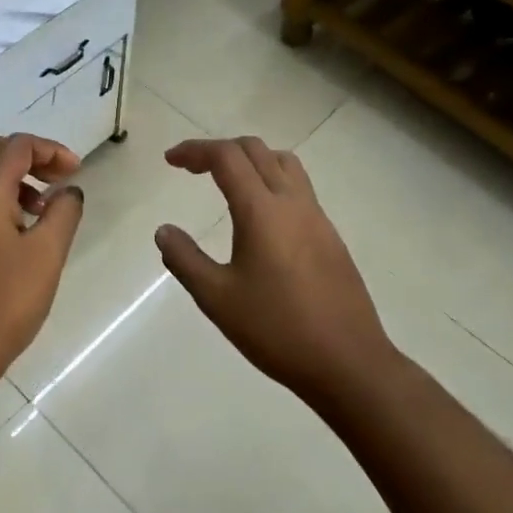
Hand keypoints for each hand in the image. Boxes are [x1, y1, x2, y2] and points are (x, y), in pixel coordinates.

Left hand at [0, 135, 85, 387]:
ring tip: (40, 213)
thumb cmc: (3, 304)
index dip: (51, 150)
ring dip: (11, 181)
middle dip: (27, 157)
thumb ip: (63, 214)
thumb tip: (69, 191)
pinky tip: (14, 238)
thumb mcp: (46, 256)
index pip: (17, 146)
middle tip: (57, 181)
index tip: (76, 172)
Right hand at [154, 137, 397, 402]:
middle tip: (191, 169)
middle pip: (256, 150)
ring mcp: (317, 218)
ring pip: (284, 164)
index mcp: (262, 211)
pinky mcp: (331, 237)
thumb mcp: (217, 298)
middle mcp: (293, 203)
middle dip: (220, 150)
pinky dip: (271, 182)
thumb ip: (185, 259)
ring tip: (226, 183)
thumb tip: (164, 231)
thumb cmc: (276, 329)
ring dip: (251, 160)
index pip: (227, 157)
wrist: (348, 362)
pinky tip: (260, 219)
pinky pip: (299, 189)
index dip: (195, 150)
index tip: (170, 160)